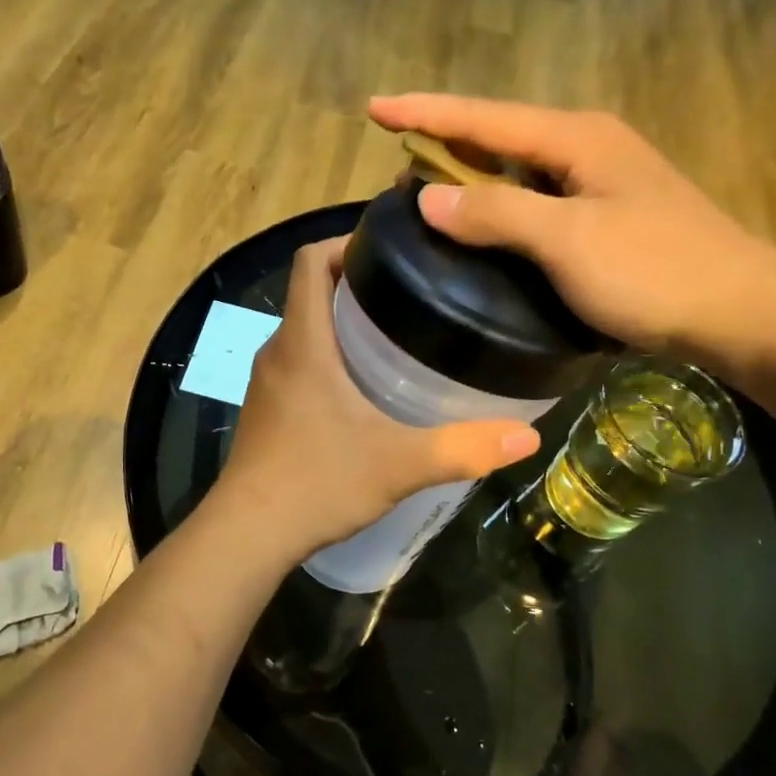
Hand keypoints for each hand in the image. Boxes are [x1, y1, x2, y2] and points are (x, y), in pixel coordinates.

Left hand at [214, 239, 539, 559]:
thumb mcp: (399, 464)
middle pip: (310, 293)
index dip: (345, 242)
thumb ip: (462, 448)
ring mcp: (266, 384)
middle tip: (412, 295)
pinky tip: (364, 390)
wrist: (248, 534)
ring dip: (341, 324)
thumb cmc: (317, 483)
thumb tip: (527, 437)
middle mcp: (278, 353)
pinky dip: (328, 359)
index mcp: (303, 343)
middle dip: (356, 284)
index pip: (311, 261)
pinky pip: (298, 365)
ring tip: (397, 336)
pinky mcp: (266, 411)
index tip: (390, 250)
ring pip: (304, 332)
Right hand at [370, 94, 775, 368]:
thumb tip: (428, 197)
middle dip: (445, 138)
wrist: (744, 313)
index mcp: (576, 138)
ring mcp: (602, 183)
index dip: (425, 113)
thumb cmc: (654, 271)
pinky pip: (536, 199)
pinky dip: (501, 204)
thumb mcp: (567, 241)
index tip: (373, 109)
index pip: (483, 118)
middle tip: (395, 150)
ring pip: (519, 168)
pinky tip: (484, 223)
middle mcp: (588, 148)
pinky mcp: (609, 218)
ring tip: (426, 185)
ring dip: (472, 172)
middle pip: (500, 134)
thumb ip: (496, 213)